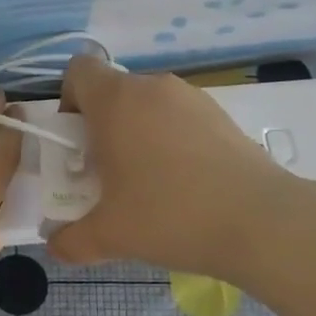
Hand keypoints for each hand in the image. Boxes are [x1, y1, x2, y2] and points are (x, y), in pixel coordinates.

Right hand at [47, 56, 315, 278]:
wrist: (260, 221)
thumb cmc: (170, 216)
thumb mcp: (109, 236)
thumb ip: (70, 240)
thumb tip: (55, 245)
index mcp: (115, 101)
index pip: (78, 70)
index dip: (68, 100)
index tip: (76, 142)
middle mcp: (152, 87)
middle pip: (113, 91)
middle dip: (102, 126)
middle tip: (107, 172)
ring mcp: (191, 97)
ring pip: (148, 104)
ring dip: (137, 132)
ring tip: (149, 182)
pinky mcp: (221, 114)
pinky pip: (179, 116)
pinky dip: (171, 139)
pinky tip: (185, 182)